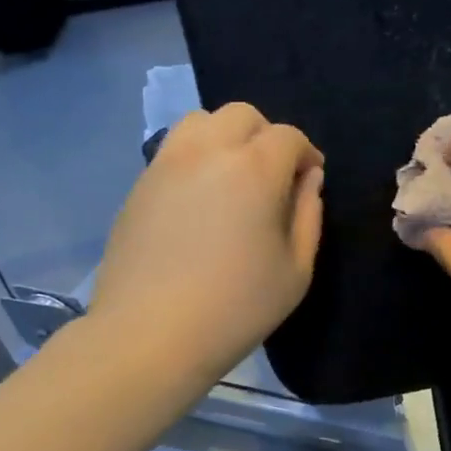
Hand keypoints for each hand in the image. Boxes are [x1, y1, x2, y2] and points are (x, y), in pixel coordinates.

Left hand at [89, 103, 324, 388]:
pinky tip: (200, 199)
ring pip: (201, 121)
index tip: (311, 179)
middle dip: (267, 136)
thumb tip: (309, 180)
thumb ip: (308, 216)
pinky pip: (174, 150)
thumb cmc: (236, 308)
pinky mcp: (139, 185)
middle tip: (275, 175)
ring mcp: (167, 164)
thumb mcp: (295, 271)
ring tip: (234, 177)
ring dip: (226, 137)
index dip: (306, 154)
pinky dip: (196, 157)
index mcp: (254, 169)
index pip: (288, 137)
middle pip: (242, 115)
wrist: (150, 334)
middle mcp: (208, 152)